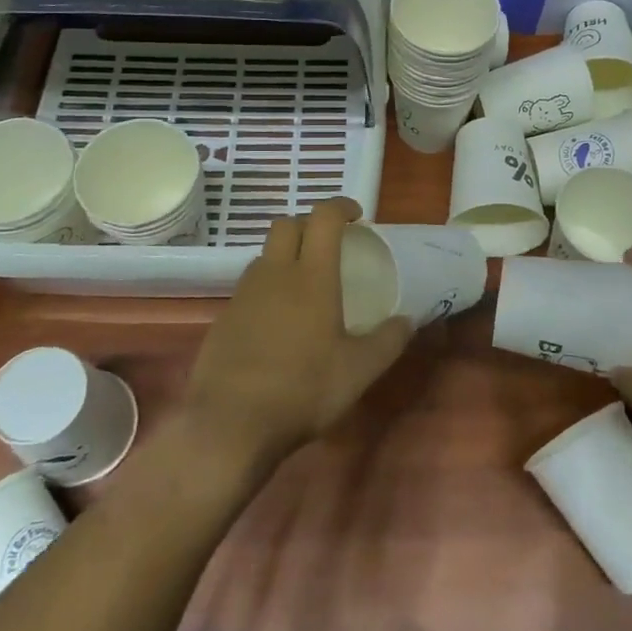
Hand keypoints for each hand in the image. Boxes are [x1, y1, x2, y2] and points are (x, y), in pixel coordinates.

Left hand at [183, 198, 412, 468]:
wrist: (229, 424)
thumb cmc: (302, 390)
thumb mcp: (359, 371)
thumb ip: (388, 341)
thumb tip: (408, 320)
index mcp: (312, 277)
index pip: (323, 218)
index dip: (341, 206)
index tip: (357, 215)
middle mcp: (275, 274)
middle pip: (287, 225)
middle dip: (309, 224)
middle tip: (329, 244)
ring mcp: (243, 294)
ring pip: (265, 255)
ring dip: (286, 255)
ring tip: (304, 284)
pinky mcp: (223, 318)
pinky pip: (248, 287)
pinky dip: (267, 288)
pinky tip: (277, 322)